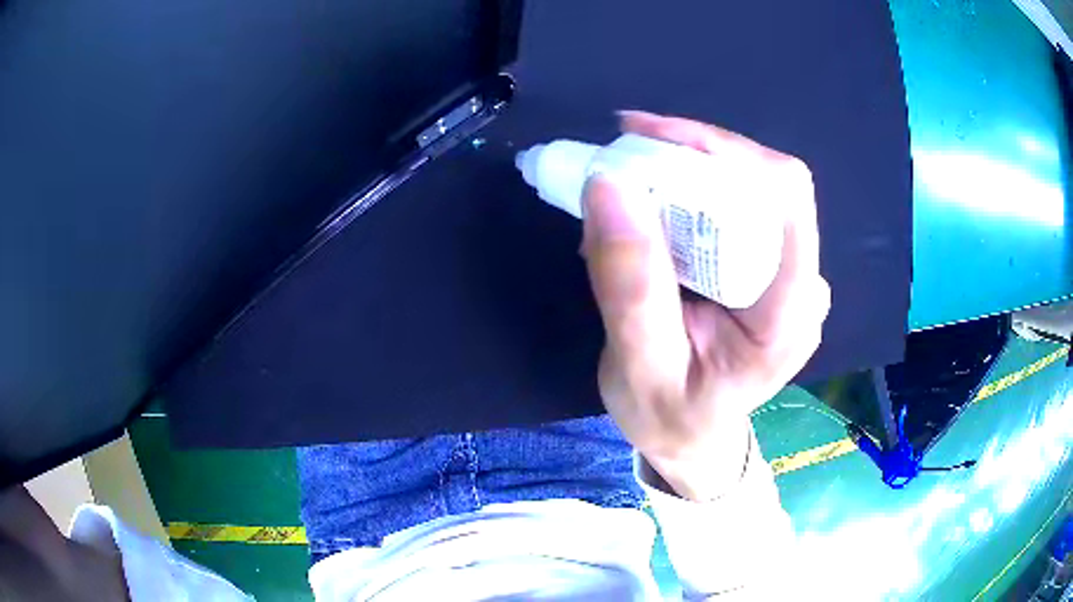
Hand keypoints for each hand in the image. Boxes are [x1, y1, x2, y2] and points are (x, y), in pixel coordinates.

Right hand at [582, 111, 829, 500]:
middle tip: (623, 155)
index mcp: (788, 317)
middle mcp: (803, 284)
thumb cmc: (669, 418)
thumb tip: (609, 185)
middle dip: (692, 157)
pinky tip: (647, 210)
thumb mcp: (637, 367)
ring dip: (684, 172)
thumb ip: (630, 287)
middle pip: (765, 183)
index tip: (652, 138)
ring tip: (625, 189)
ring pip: (748, 187)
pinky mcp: (769, 266)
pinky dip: (686, 192)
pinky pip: (735, 205)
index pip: (786, 203)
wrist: (691, 437)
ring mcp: (791, 273)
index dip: (727, 154)